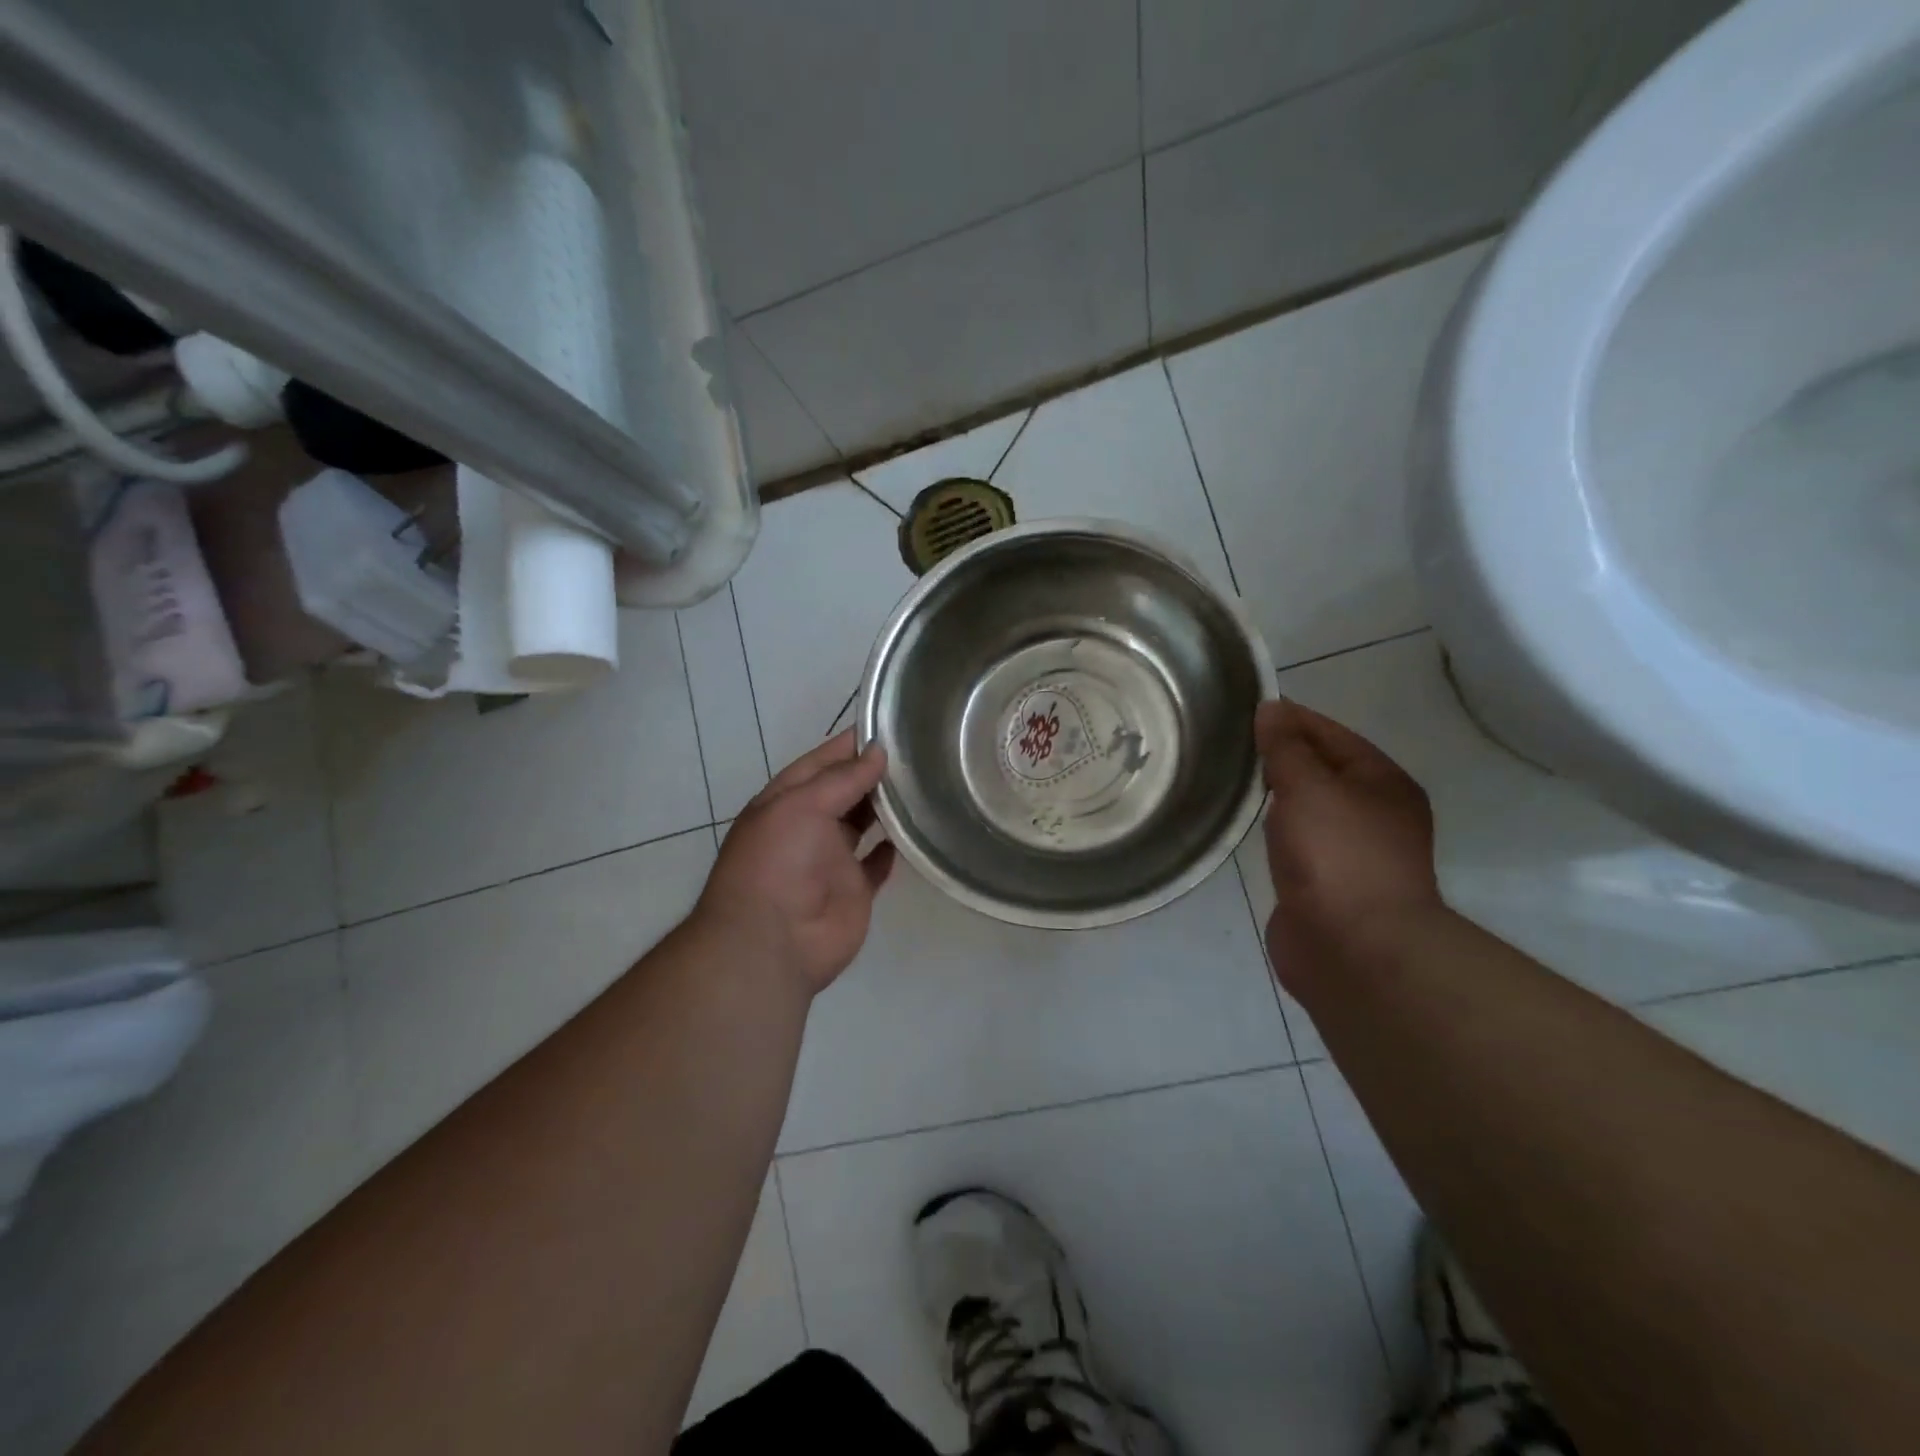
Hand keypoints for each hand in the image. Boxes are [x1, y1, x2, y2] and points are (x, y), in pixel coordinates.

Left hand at [695, 730, 894, 994]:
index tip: (889, 726)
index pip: (821, 762)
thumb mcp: (801, 806)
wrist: (773, 943)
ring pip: (862, 823)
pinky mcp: (854, 890)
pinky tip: (914, 832)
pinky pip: (876, 864)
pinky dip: (891, 850)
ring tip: (922, 782)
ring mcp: (832, 859)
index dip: (850, 744)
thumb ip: (842, 778)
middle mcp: (808, 826)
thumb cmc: (778, 863)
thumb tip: (878, 752)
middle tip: (917, 751)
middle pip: (844, 791)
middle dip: (872, 772)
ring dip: (885, 806)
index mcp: (786, 802)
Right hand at [1256, 699, 1441, 974]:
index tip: (1247, 708)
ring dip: (1276, 794)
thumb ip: (1286, 747)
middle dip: (1281, 755)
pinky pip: (1296, 842)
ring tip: (1231, 777)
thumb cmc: (1338, 855)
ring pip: (1308, 808)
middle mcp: (1373, 814)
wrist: (1354, 949)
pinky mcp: (1326, 886)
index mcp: (1383, 784)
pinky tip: (1247, 824)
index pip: (1332, 735)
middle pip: (1322, 770)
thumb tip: (1271, 709)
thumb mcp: (1309, 787)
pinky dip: (1274, 829)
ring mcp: (1351, 853)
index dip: (1292, 719)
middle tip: (1230, 742)